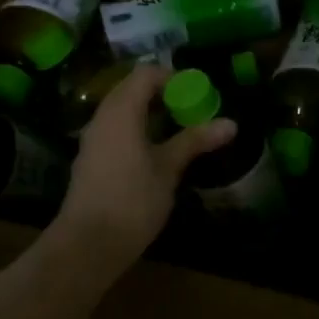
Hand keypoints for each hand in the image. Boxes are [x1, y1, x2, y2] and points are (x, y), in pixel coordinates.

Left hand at [55, 63, 234, 263]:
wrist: (88, 244)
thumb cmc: (132, 200)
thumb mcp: (168, 169)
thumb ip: (195, 141)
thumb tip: (231, 123)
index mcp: (121, 111)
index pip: (145, 74)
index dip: (174, 77)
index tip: (198, 94)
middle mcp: (102, 117)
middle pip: (132, 89)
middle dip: (164, 95)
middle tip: (193, 112)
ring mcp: (93, 139)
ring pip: (123, 112)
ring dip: (151, 115)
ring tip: (180, 133)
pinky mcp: (91, 159)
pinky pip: (116, 131)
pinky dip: (138, 131)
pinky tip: (156, 154)